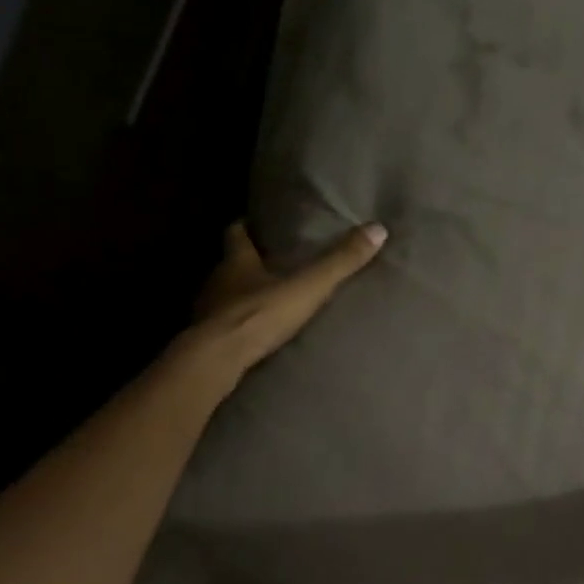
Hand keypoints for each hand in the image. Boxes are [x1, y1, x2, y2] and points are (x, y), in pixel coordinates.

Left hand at [176, 221, 386, 389]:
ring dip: (241, 296)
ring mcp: (207, 312)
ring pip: (224, 296)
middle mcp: (217, 281)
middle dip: (247, 263)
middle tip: (270, 263)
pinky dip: (236, 326)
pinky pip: (221, 327)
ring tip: (266, 301)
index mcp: (237, 261)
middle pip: (230, 265)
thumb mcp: (307, 287)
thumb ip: (339, 262)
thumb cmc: (259, 315)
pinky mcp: (206, 340)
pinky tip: (252, 335)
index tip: (257, 224)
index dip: (246, 227)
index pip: (236, 233)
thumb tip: (377, 229)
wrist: (217, 360)